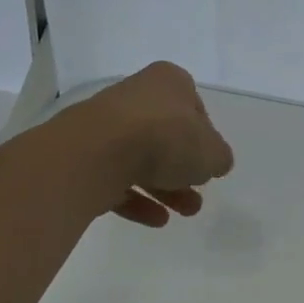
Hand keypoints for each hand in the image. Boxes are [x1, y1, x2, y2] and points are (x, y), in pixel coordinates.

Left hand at [43, 60, 233, 225]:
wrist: (97, 153)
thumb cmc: (166, 138)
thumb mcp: (212, 152)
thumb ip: (219, 158)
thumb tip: (215, 163)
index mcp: (169, 82)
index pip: (194, 108)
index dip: (205, 137)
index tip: (209, 161)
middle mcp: (136, 96)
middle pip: (166, 136)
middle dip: (184, 170)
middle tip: (198, 196)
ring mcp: (106, 126)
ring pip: (141, 158)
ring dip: (165, 188)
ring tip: (184, 214)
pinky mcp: (84, 155)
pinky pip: (116, 177)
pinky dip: (136, 198)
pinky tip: (156, 220)